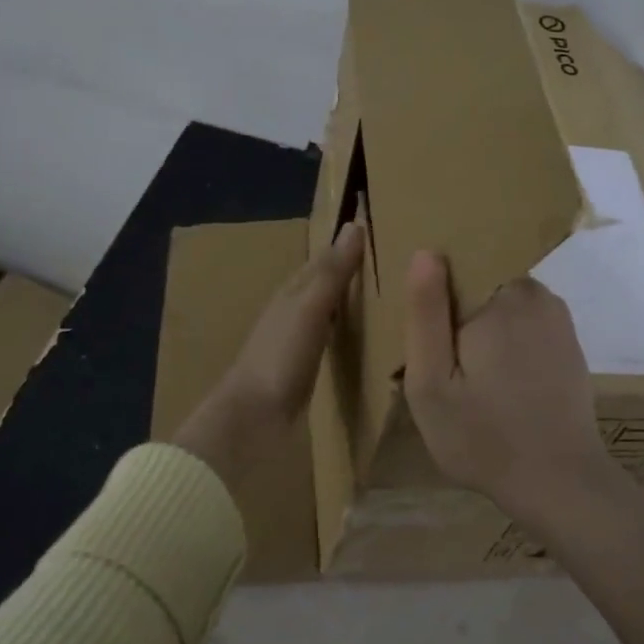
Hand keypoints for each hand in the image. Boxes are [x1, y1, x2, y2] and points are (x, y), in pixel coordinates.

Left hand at [172, 221, 364, 485]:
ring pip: (325, 313)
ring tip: (384, 301)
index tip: (377, 234)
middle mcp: (290, 313)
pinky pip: (328, 341)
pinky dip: (345, 334)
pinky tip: (362, 342)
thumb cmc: (280, 356)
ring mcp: (294, 344)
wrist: (253, 418)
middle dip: (348, 275)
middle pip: (322, 286)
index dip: (345, 248)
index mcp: (290, 293)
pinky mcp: (302, 372)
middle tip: (390, 268)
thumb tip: (354, 225)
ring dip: (347, 305)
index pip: (321, 262)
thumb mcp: (309, 307)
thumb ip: (332, 272)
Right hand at [401, 250, 618, 535]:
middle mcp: (536, 295)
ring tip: (467, 378)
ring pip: (502, 305)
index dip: (434, 296)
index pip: (457, 267)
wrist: (559, 483)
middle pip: (480, 285)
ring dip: (483, 330)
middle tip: (442, 366)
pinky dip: (507, 343)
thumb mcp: (431, 382)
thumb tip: (426, 251)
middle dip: (458, 315)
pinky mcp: (568, 343)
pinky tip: (497, 383)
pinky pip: (525, 324)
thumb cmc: (483, 436)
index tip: (423, 333)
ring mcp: (558, 319)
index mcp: (500, 297)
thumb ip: (425, 314)